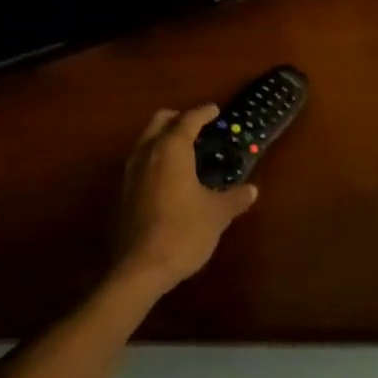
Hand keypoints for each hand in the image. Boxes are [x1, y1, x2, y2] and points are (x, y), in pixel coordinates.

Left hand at [115, 104, 258, 291]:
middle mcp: (148, 153)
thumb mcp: (217, 214)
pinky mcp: (126, 191)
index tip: (215, 110)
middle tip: (199, 127)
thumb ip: (235, 197)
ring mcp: (132, 172)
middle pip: (160, 122)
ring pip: (147, 140)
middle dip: (178, 119)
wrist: (142, 267)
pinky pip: (143, 160)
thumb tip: (251, 190)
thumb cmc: (184, 231)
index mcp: (171, 149)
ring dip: (165, 137)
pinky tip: (174, 175)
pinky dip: (158, 156)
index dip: (203, 113)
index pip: (188, 120)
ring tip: (188, 150)